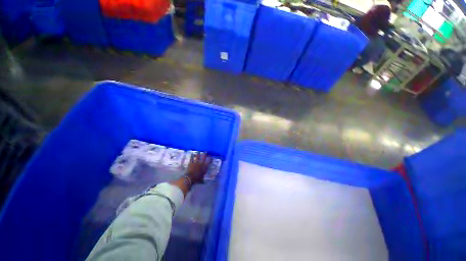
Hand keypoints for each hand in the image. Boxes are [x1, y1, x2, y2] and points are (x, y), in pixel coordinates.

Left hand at [187, 152, 211, 183]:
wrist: (190, 178)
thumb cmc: (196, 179)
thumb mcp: (201, 179)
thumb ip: (203, 178)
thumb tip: (204, 181)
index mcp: (204, 168)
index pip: (208, 162)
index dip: (210, 159)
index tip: (211, 157)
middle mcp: (201, 164)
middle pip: (203, 158)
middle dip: (205, 154)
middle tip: (206, 151)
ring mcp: (195, 163)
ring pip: (197, 157)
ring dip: (198, 154)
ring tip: (199, 151)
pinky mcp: (191, 163)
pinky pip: (191, 158)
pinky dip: (192, 156)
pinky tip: (192, 154)